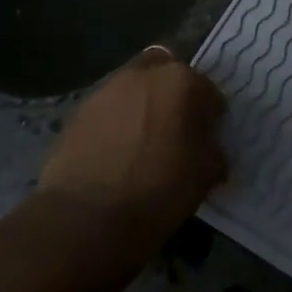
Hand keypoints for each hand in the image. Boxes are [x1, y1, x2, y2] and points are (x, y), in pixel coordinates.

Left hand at [37, 48, 226, 246]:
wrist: (86, 218)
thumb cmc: (158, 190)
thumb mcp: (205, 174)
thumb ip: (213, 150)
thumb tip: (208, 148)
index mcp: (181, 81)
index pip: (209, 91)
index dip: (211, 116)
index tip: (208, 139)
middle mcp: (144, 73)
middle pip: (168, 74)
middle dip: (175, 95)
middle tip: (176, 129)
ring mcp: (106, 89)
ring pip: (135, 88)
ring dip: (143, 106)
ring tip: (142, 143)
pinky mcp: (78, 112)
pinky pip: (109, 110)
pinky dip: (117, 122)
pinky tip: (116, 154)